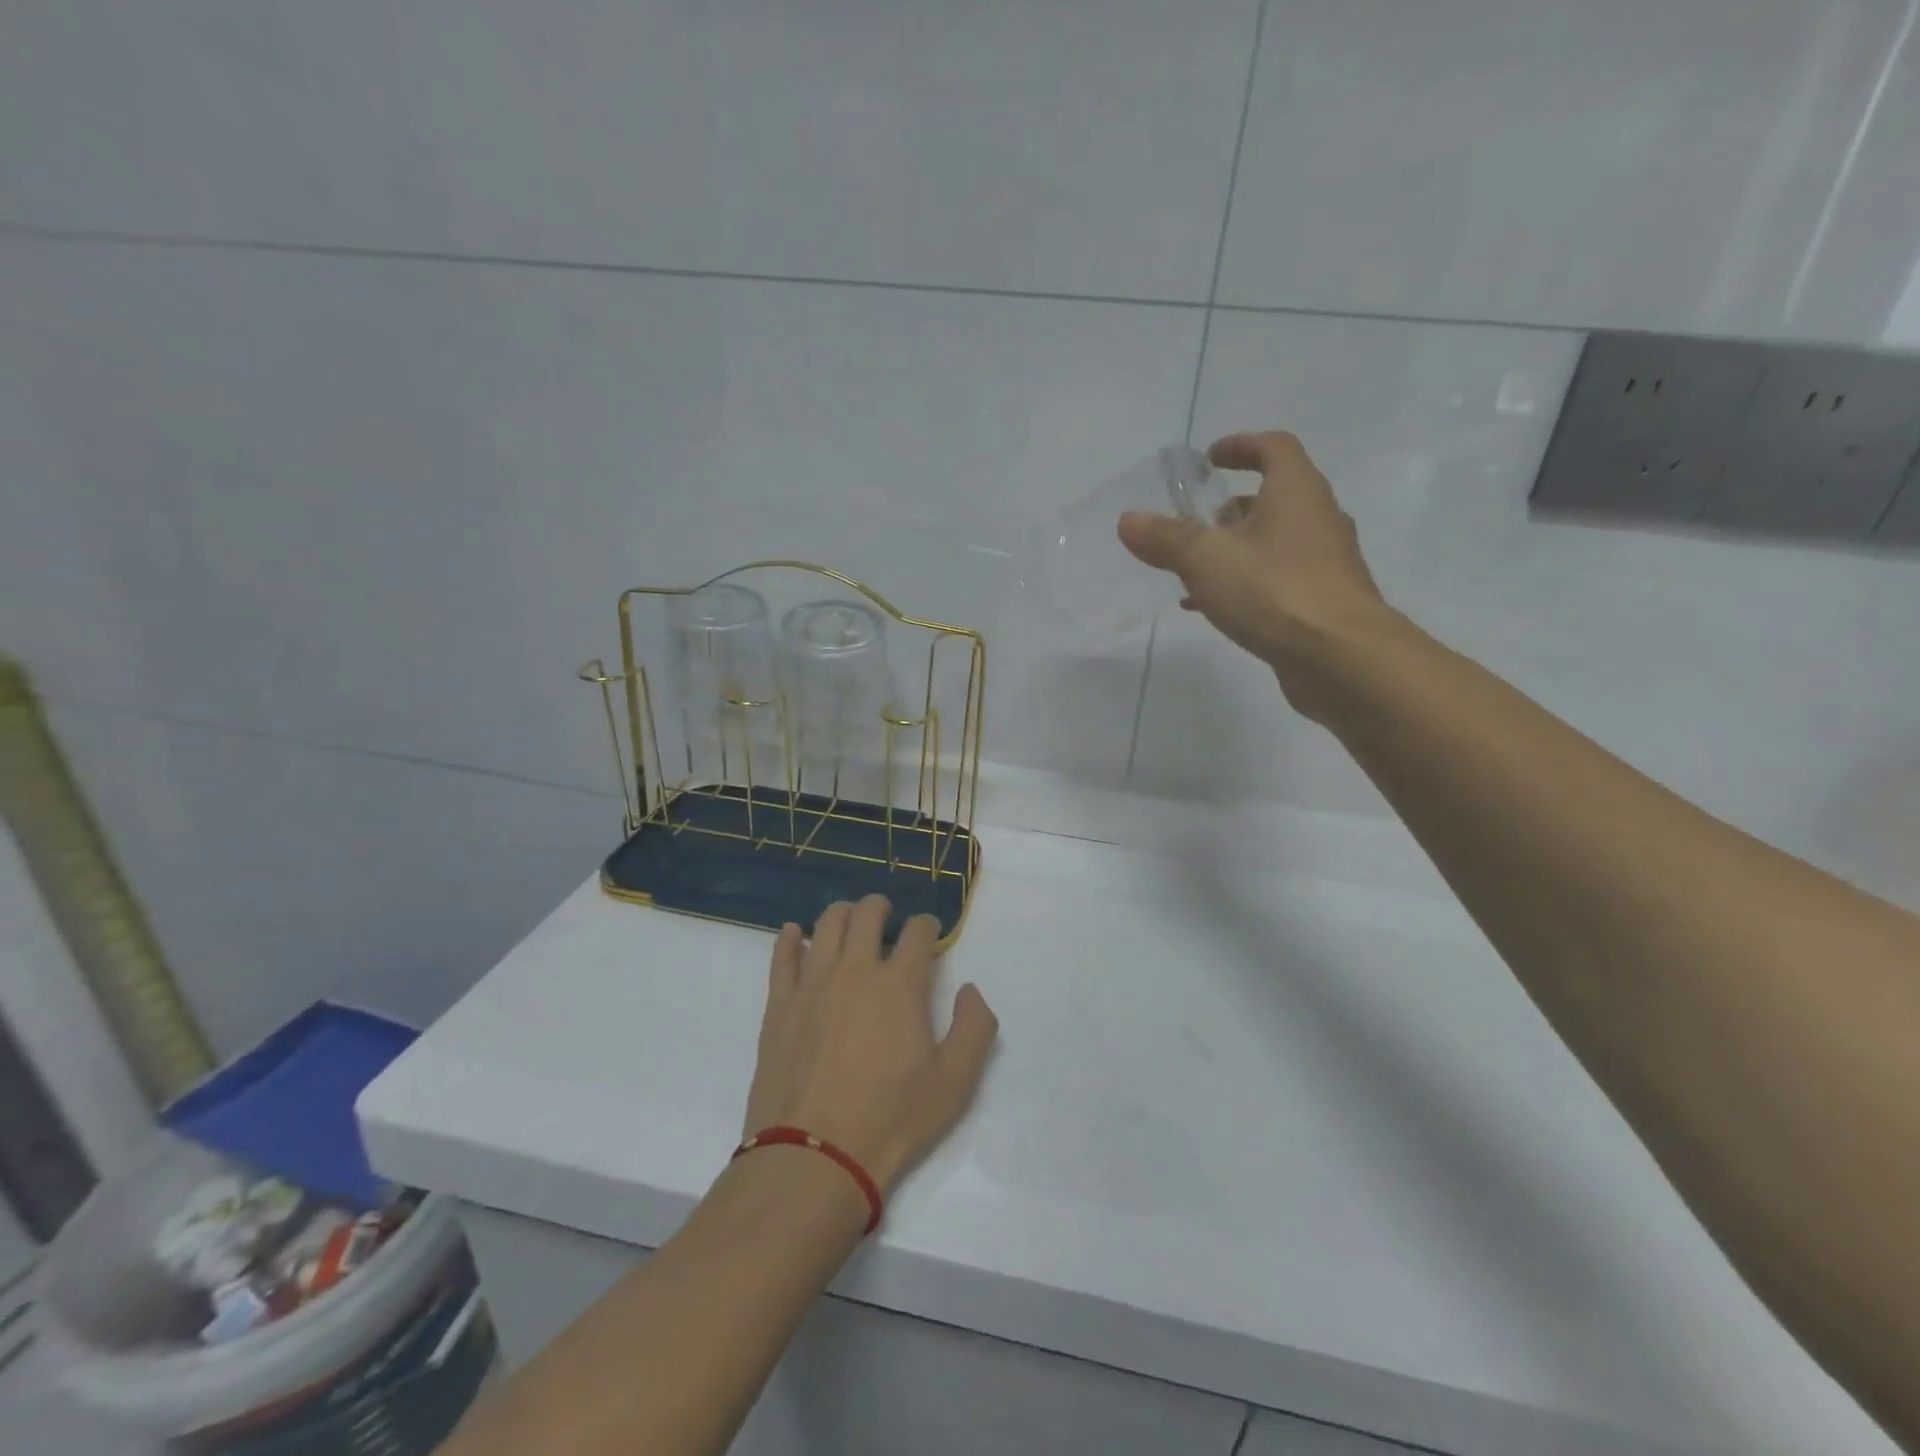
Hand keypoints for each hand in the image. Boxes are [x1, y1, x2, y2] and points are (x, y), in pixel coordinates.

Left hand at [743, 897, 998, 1192]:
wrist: (815, 1155)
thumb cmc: (892, 1119)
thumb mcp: (956, 1081)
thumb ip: (975, 1027)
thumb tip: (969, 990)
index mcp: (901, 984)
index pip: (918, 932)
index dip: (928, 925)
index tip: (930, 932)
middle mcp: (856, 970)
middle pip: (867, 915)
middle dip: (881, 907)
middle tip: (886, 914)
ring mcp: (812, 984)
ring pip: (825, 925)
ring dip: (842, 913)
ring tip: (849, 919)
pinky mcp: (779, 1005)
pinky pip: (781, 957)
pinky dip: (789, 938)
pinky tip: (793, 933)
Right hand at [1117, 431, 1390, 716]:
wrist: (1341, 658)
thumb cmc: (1274, 591)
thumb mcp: (1207, 560)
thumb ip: (1166, 538)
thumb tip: (1129, 519)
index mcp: (1296, 491)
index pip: (1274, 448)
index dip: (1241, 446)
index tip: (1209, 458)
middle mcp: (1318, 519)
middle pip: (1274, 498)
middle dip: (1230, 506)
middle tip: (1193, 520)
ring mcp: (1325, 563)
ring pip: (1274, 543)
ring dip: (1235, 549)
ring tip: (1193, 569)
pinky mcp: (1322, 602)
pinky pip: (1277, 581)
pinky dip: (1245, 584)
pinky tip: (1213, 608)